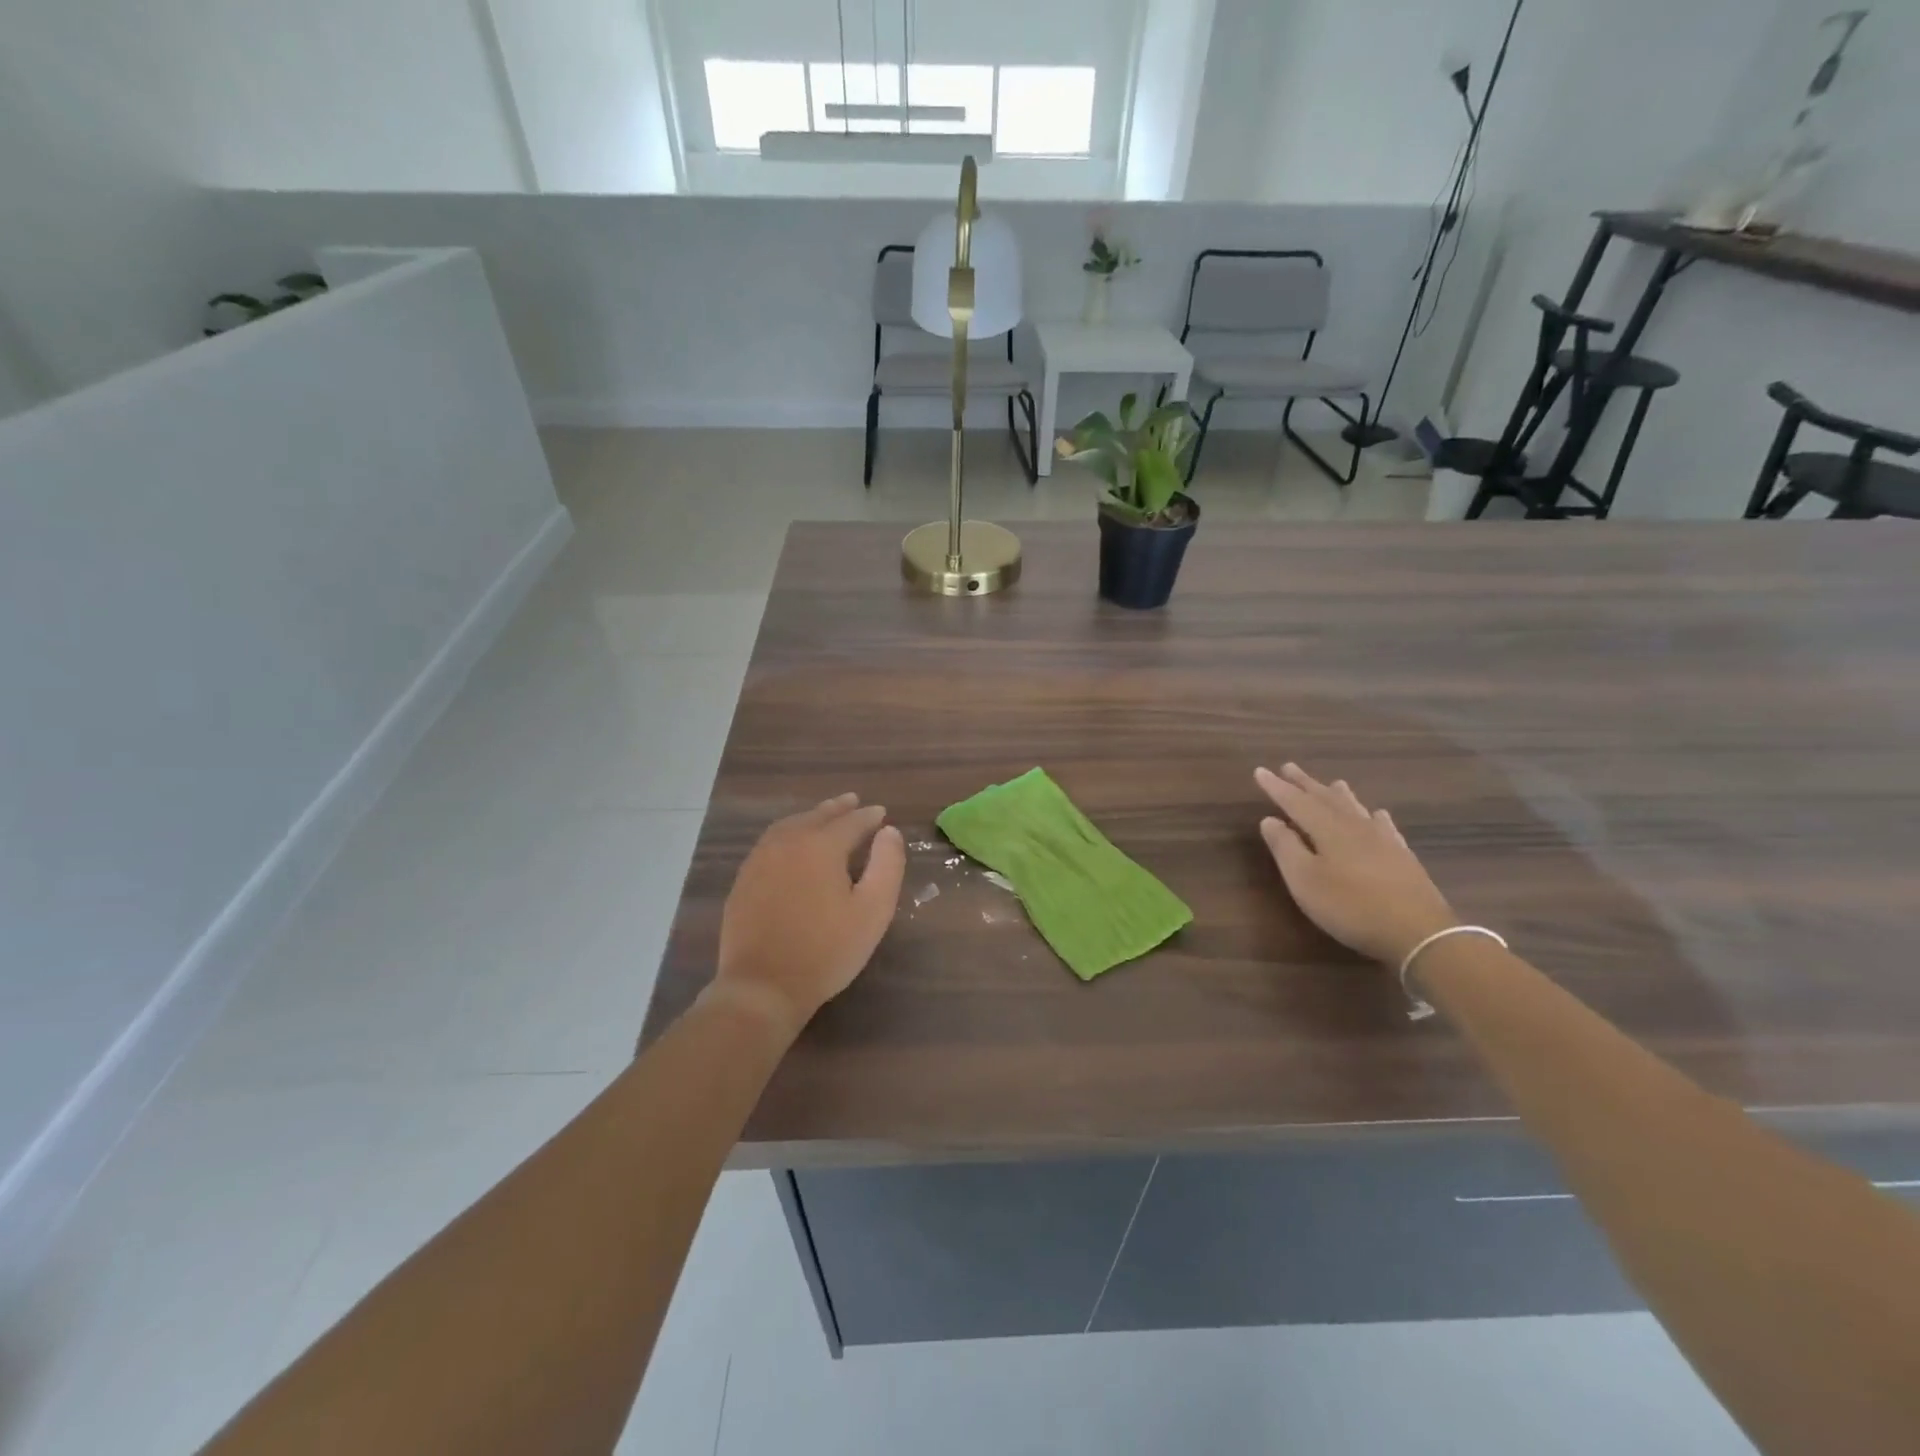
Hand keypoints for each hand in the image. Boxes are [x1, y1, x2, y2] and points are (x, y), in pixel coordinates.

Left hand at [709, 793, 905, 1036]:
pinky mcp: (745, 879)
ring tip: (824, 816)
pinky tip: (792, 843)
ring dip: (811, 817)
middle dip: (838, 808)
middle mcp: (788, 842)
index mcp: (821, 845)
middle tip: (853, 802)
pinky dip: (789, 832)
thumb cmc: (826, 950)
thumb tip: (889, 831)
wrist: (763, 986)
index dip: (869, 816)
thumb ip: (887, 865)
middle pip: (817, 816)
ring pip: (790, 825)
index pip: (851, 822)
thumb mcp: (873, 911)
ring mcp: (760, 859)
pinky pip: (771, 841)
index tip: (881, 813)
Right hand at [1255, 764, 1456, 966]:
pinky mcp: (1402, 856)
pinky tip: (1377, 814)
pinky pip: (1384, 825)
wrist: (1418, 932)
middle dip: (1305, 783)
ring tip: (1332, 782)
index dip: (1277, 787)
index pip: (1296, 802)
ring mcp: (1383, 840)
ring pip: (1355, 808)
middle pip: (1326, 799)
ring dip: (1338, 794)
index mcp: (1328, 829)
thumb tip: (1269, 819)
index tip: (1260, 771)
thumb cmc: (1351, 906)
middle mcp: (1355, 826)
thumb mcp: (1305, 880)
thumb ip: (1285, 848)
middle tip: (1289, 767)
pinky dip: (1373, 815)